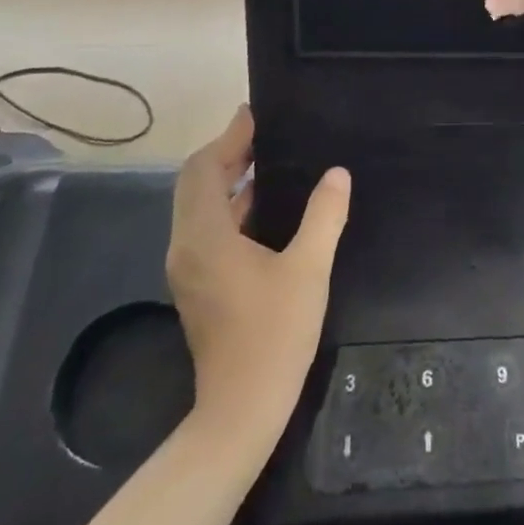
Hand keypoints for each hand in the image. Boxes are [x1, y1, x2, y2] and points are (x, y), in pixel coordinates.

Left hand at [166, 107, 348, 439]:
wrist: (241, 410)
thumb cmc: (274, 334)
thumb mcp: (308, 268)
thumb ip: (324, 216)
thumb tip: (336, 173)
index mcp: (205, 236)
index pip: (204, 170)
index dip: (228, 138)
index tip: (253, 114)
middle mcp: (187, 247)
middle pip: (196, 185)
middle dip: (226, 154)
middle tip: (263, 133)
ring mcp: (189, 269)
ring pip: (200, 208)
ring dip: (228, 181)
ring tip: (268, 160)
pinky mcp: (199, 286)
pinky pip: (208, 229)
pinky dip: (230, 207)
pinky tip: (265, 207)